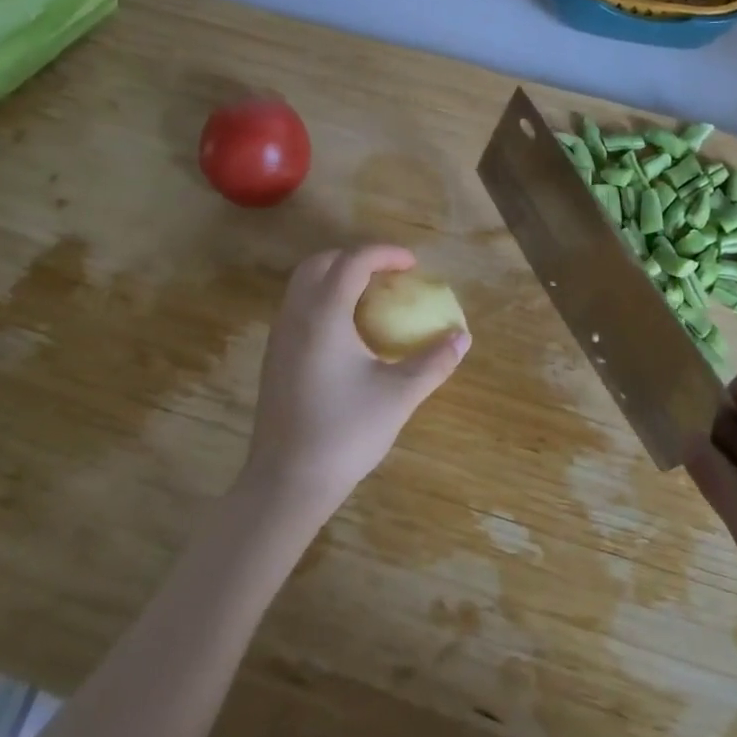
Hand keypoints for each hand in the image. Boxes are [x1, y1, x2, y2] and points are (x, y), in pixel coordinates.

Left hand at [241, 246, 469, 511]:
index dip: (384, 253)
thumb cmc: (344, 433)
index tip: (412, 264)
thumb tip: (462, 338)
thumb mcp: (398, 396)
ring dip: (336, 278)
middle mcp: (296, 316)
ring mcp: (279, 337)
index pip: (353, 262)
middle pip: (320, 263)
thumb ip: (433, 362)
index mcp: (324, 315)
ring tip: (371, 298)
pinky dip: (324, 301)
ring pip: (303, 285)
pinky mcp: (273, 358)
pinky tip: (347, 333)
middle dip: (355, 258)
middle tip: (388, 275)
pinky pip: (298, 309)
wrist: (286, 482)